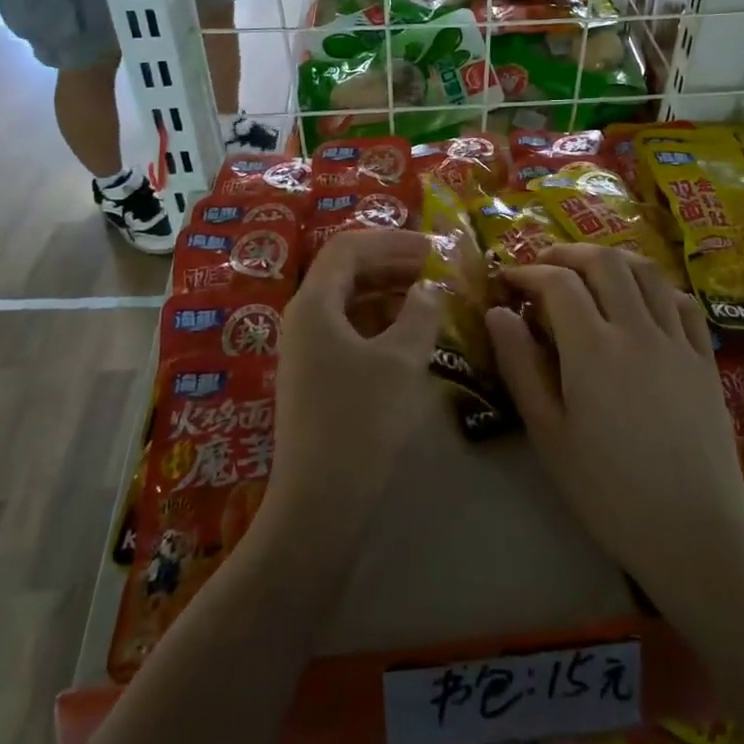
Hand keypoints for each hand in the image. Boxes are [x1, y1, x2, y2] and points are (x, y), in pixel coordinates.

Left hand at [266, 228, 443, 529]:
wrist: (320, 504)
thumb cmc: (360, 421)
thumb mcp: (400, 360)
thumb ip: (420, 313)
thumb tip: (431, 287)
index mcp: (313, 304)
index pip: (348, 247)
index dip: (392, 240)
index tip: (433, 247)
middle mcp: (304, 319)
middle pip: (347, 272)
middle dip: (393, 264)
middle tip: (438, 270)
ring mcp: (308, 351)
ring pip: (351, 303)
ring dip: (390, 294)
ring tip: (433, 299)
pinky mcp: (318, 378)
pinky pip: (351, 332)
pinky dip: (382, 324)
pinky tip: (413, 335)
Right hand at [487, 245, 743, 606]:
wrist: (694, 531)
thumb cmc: (608, 491)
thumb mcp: (549, 434)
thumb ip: (520, 366)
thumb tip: (498, 313)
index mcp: (593, 349)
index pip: (558, 284)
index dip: (528, 272)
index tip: (507, 280)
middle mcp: (637, 330)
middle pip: (604, 262)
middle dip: (567, 254)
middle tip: (543, 267)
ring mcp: (677, 340)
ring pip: (646, 272)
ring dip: (612, 260)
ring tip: (588, 272)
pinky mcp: (705, 357)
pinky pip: (682, 301)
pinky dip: (655, 286)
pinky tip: (642, 300)